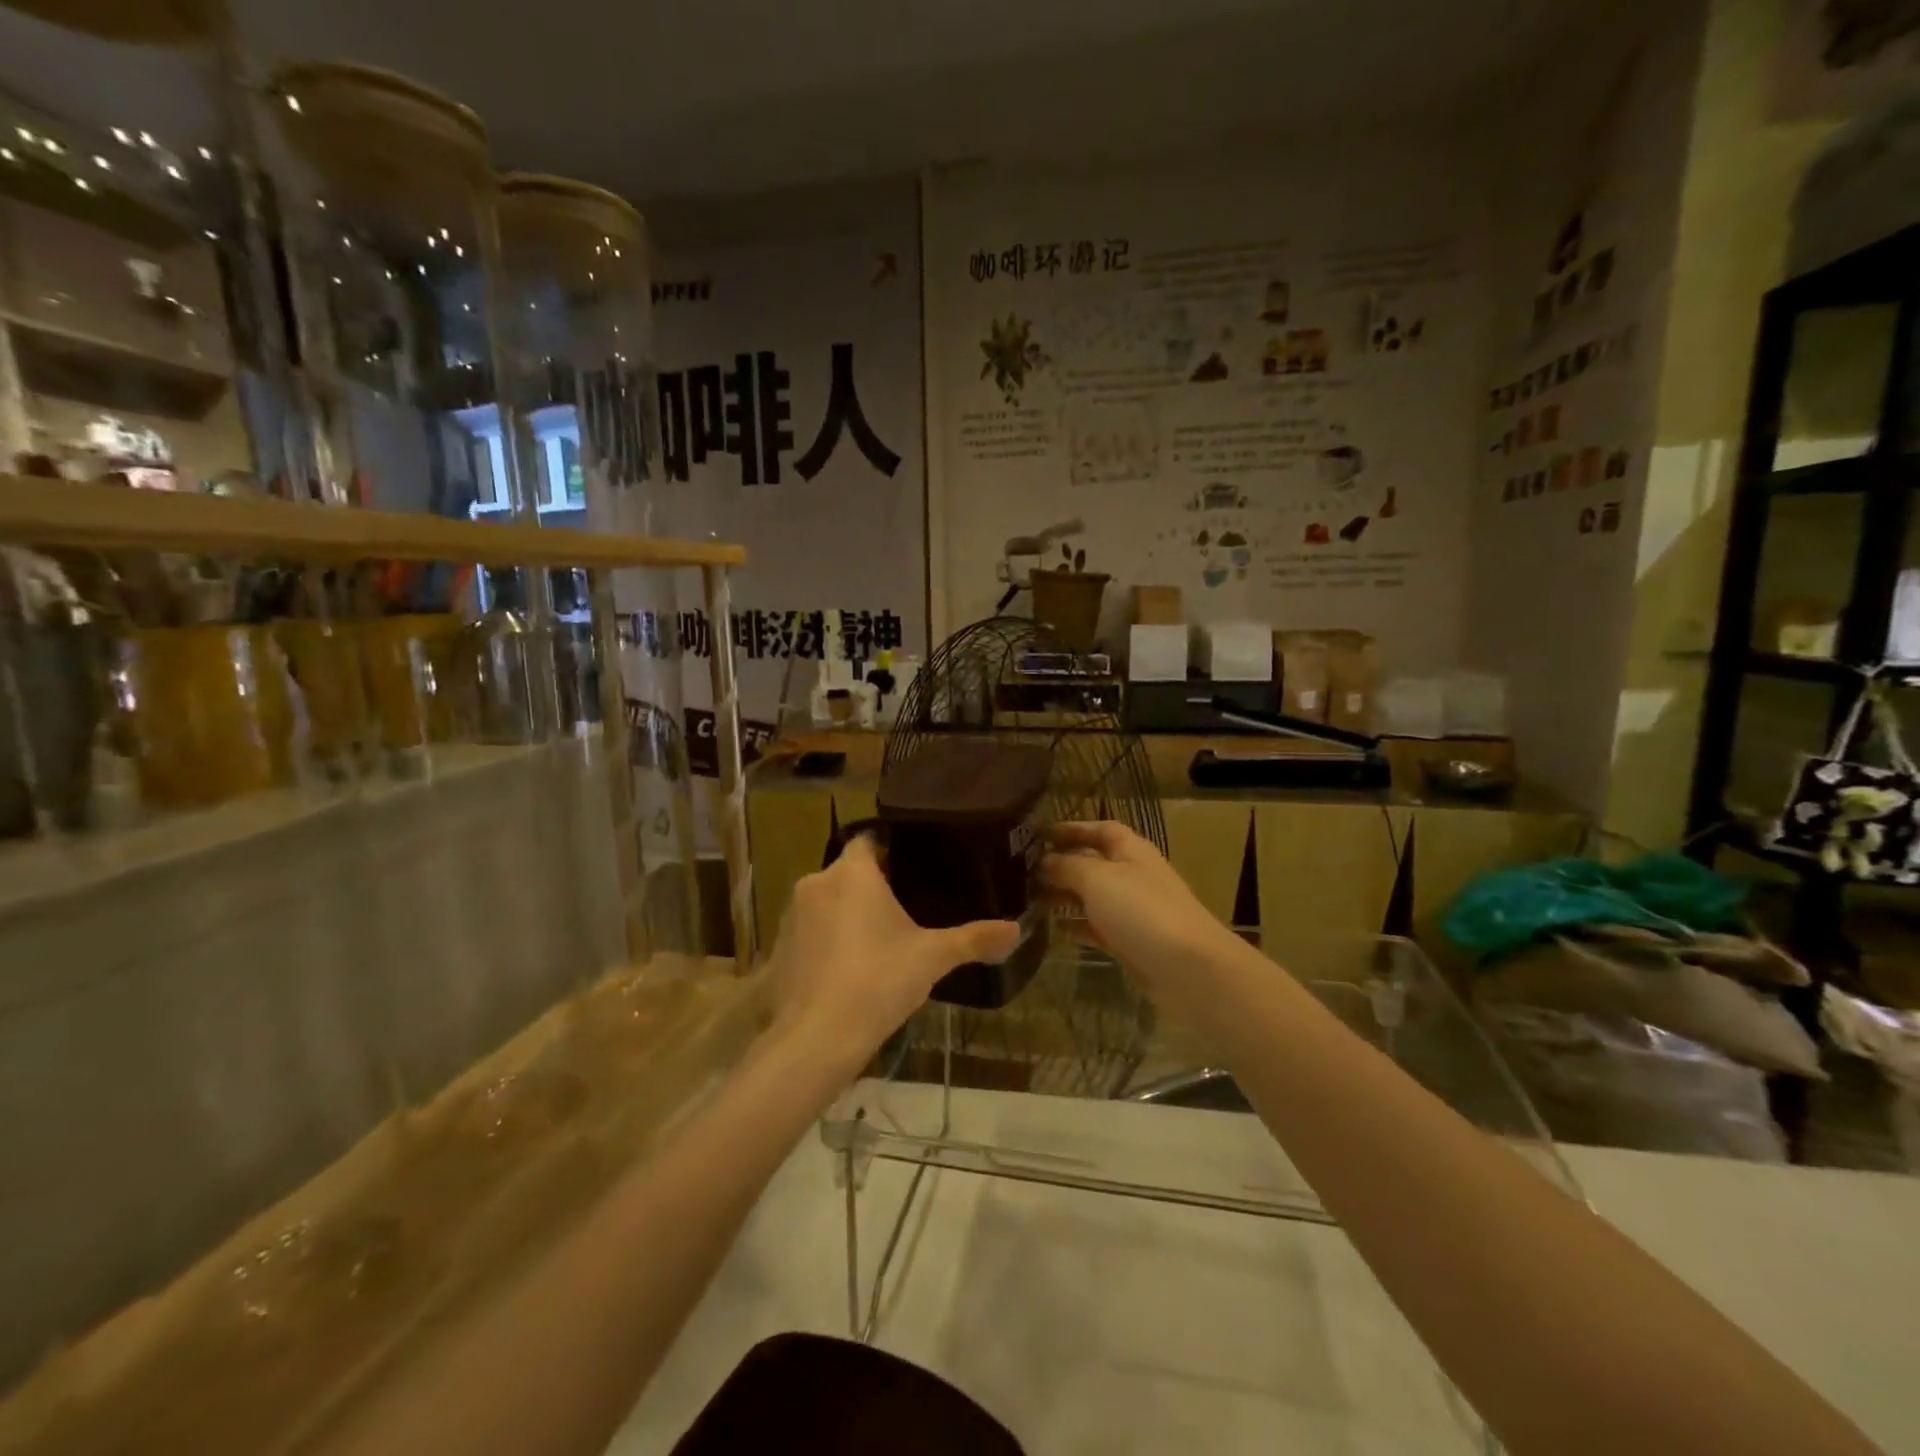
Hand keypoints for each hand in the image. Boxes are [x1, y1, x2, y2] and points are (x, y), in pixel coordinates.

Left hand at [767, 834, 1018, 1074]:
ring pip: (826, 902)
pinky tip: (845, 969)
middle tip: (903, 911)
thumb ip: (973, 939)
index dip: (890, 851)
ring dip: (845, 914)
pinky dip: (825, 942)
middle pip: (848, 873)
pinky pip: (808, 932)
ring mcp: (790, 916)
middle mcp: (816, 883)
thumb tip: (1015, 929)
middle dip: (871, 888)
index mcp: (852, 873)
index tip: (912, 868)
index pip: (869, 840)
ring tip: (876, 942)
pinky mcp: (777, 948)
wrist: (817, 1038)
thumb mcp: (933, 958)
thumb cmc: (879, 982)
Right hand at [1041, 821, 1244, 1026]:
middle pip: (1093, 862)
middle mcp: (1133, 875)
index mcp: (1130, 850)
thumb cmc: (1142, 910)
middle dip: (1061, 864)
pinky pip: (1098, 928)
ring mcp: (1133, 911)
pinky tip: (1053, 928)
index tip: (1037, 834)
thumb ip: (1067, 866)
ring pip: (1092, 896)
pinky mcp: (1131, 942)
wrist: (1189, 969)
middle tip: (1021, 871)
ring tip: (1029, 898)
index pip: (1099, 829)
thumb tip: (1044, 860)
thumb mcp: (1097, 878)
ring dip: (1064, 896)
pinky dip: (1077, 926)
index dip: (1071, 828)